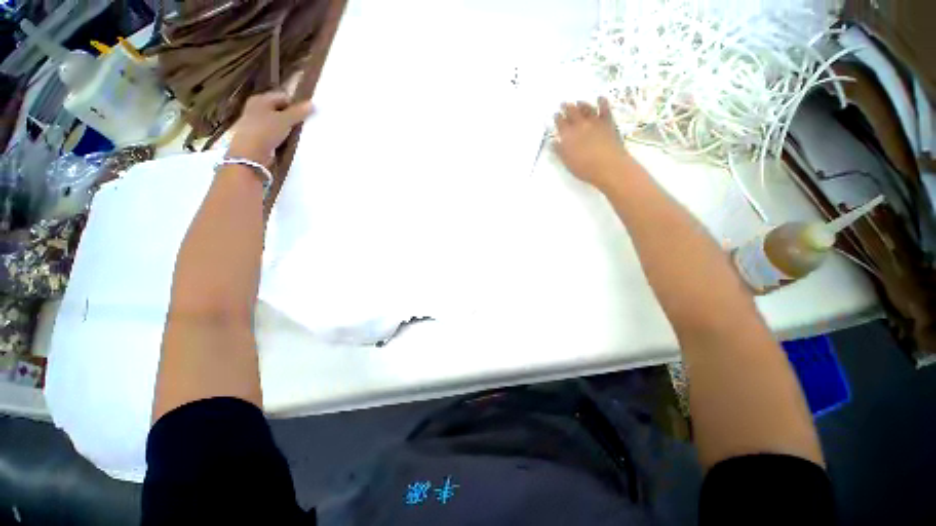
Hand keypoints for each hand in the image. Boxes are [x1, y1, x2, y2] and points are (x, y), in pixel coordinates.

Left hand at [227, 91, 313, 164]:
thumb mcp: (285, 120)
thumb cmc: (265, 131)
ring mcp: (257, 122)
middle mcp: (257, 108)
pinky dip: (283, 136)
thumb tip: (313, 104)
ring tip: (298, 134)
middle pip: (280, 109)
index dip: (296, 105)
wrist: (249, 153)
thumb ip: (299, 112)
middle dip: (292, 117)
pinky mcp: (259, 136)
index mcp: (261, 99)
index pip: (283, 97)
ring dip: (288, 127)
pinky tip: (289, 141)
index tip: (307, 115)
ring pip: (278, 122)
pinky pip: (275, 132)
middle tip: (304, 125)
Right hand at [553, 98, 632, 190]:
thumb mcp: (568, 162)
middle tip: (564, 103)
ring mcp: (595, 122)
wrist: (608, 166)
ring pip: (587, 109)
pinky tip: (600, 98)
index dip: (557, 118)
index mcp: (568, 136)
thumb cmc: (585, 168)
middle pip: (572, 113)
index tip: (555, 114)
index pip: (560, 124)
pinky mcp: (608, 122)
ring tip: (579, 102)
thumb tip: (554, 142)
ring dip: (582, 105)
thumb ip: (560, 151)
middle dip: (567, 108)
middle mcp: (580, 125)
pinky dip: (602, 102)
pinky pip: (605, 109)